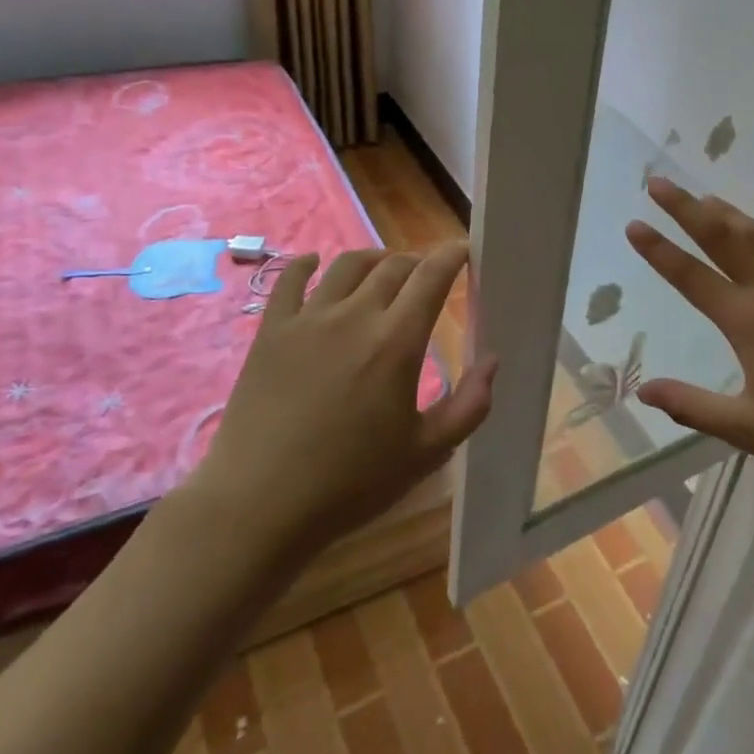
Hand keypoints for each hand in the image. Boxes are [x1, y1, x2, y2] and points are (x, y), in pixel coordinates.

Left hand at [181, 244, 496, 561]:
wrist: (261, 504)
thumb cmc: (352, 483)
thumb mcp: (428, 452)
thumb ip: (470, 405)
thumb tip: (492, 360)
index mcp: (397, 342)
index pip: (431, 277)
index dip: (452, 256)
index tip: (463, 249)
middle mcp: (354, 317)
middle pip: (393, 266)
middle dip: (417, 262)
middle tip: (427, 275)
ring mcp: (307, 320)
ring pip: (347, 266)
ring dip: (374, 260)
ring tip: (383, 271)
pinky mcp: (270, 332)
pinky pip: (289, 280)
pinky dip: (307, 264)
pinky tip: (315, 264)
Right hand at [625, 178, 753, 487]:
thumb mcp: (749, 428)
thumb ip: (692, 406)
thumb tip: (643, 391)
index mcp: (749, 321)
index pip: (692, 277)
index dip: (659, 251)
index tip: (634, 224)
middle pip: (724, 237)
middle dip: (687, 208)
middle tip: (660, 182)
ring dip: (729, 213)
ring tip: (705, 198)